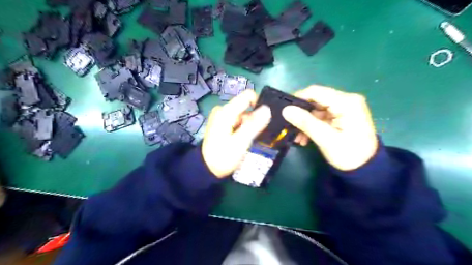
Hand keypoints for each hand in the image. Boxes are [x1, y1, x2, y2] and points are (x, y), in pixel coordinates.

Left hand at [201, 90, 271, 178]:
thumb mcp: (241, 142)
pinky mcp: (222, 124)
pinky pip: (238, 121)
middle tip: (255, 135)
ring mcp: (222, 117)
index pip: (248, 96)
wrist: (207, 169)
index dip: (259, 105)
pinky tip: (244, 139)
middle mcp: (223, 110)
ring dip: (249, 125)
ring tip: (250, 139)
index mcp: (226, 111)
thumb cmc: (223, 157)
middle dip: (254, 119)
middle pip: (246, 107)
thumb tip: (267, 109)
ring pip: (243, 115)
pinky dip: (244, 128)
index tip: (264, 120)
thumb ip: (254, 124)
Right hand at [282, 85, 378, 171]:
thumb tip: (286, 110)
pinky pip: (321, 117)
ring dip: (305, 122)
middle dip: (301, 114)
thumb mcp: (325, 139)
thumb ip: (306, 122)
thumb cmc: (349, 154)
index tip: (284, 112)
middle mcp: (346, 100)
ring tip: (298, 138)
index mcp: (346, 102)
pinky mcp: (341, 116)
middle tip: (290, 128)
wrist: (366, 169)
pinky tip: (305, 138)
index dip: (297, 99)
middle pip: (315, 100)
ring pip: (316, 110)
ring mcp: (344, 108)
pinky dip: (312, 125)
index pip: (315, 91)